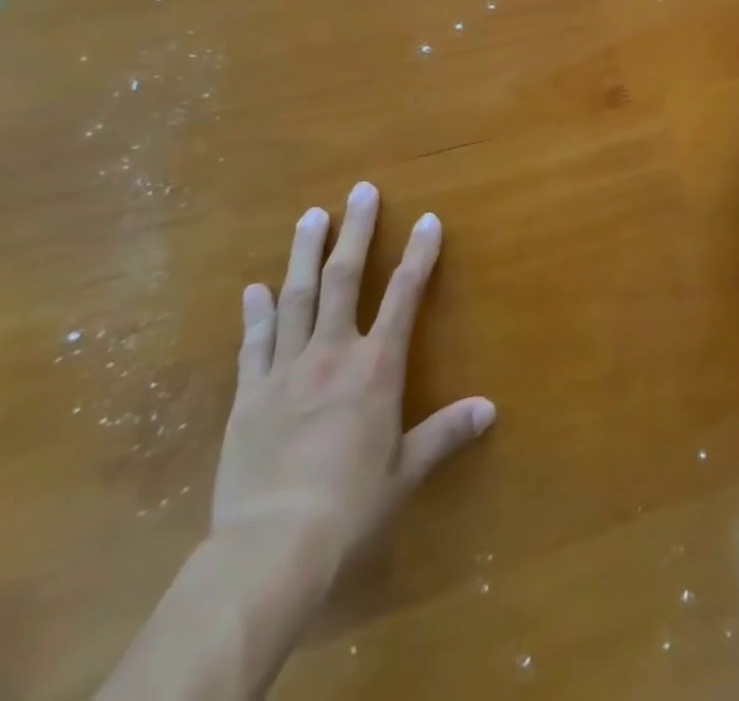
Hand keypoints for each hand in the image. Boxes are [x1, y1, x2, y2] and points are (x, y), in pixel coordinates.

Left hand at [211, 181, 495, 587]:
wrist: (271, 548)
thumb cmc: (350, 507)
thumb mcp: (406, 470)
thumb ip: (446, 433)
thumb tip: (490, 409)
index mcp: (376, 367)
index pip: (405, 295)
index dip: (420, 253)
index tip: (428, 219)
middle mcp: (332, 354)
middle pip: (344, 279)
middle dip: (356, 231)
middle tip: (360, 190)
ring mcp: (285, 370)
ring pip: (295, 297)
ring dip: (304, 253)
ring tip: (311, 216)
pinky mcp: (248, 396)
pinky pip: (253, 343)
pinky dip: (256, 313)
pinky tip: (253, 289)